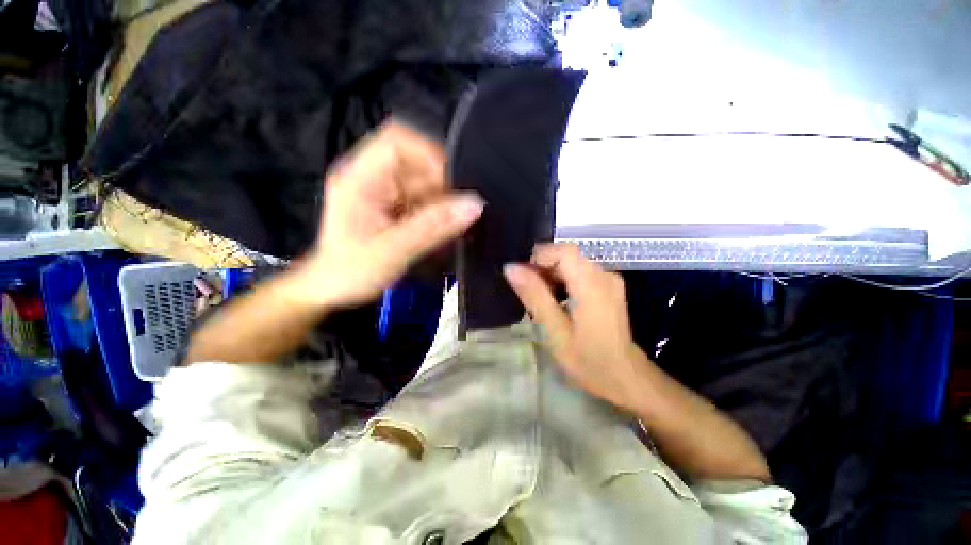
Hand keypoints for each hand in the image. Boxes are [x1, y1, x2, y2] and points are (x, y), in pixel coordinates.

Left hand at [296, 120, 482, 308]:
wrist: (333, 291)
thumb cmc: (351, 272)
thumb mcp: (395, 249)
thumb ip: (435, 226)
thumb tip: (473, 206)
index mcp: (360, 179)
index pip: (397, 142)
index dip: (429, 154)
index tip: (452, 182)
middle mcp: (373, 180)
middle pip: (416, 165)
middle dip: (442, 187)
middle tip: (458, 212)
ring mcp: (385, 195)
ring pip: (425, 185)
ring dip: (442, 203)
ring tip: (451, 226)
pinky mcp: (394, 209)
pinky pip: (424, 202)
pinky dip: (438, 214)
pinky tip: (443, 230)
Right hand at [503, 243, 650, 412]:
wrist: (625, 378)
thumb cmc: (588, 360)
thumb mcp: (555, 331)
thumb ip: (535, 296)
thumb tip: (511, 268)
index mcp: (592, 285)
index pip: (564, 250)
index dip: (539, 257)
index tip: (523, 278)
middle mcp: (604, 274)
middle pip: (567, 255)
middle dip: (543, 267)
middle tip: (528, 292)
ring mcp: (609, 279)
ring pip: (572, 262)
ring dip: (551, 274)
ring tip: (540, 299)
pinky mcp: (608, 286)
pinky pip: (580, 271)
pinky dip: (563, 279)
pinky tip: (556, 300)